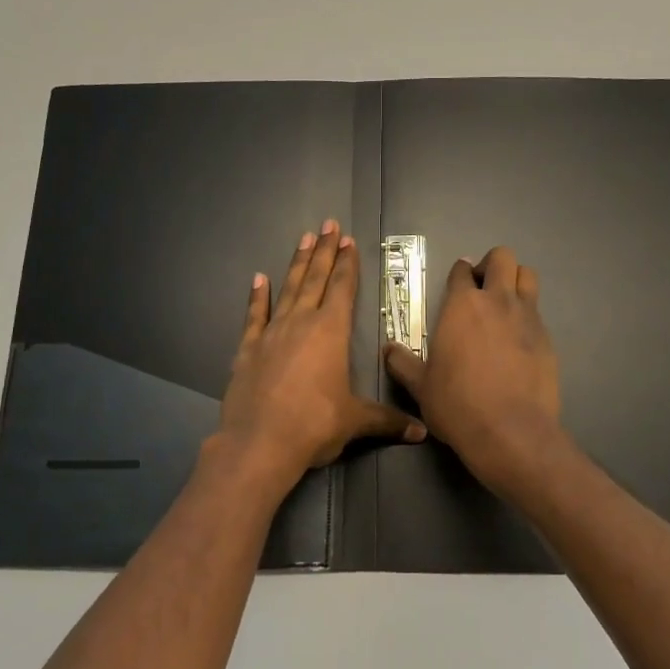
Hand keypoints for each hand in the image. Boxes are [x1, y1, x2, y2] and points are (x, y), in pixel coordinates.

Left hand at [218, 219, 424, 496]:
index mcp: (331, 332)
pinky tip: (258, 279)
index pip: (342, 288)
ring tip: (304, 238)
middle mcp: (301, 322)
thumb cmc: (314, 425)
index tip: (349, 240)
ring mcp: (272, 333)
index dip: (347, 264)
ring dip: (298, 263)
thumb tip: (422, 432)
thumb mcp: (355, 421)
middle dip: (325, 251)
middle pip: (316, 278)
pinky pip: (254, 315)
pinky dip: (257, 296)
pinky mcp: (247, 348)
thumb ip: (387, 421)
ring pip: (288, 289)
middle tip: (329, 224)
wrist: (258, 443)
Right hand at [384, 246, 566, 497]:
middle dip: (492, 264)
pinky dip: (527, 314)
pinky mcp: (547, 338)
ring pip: (527, 276)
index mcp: (462, 306)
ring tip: (504, 302)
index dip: (459, 272)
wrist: (510, 431)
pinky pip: (538, 311)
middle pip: (502, 258)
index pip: (462, 271)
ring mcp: (527, 317)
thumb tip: (388, 349)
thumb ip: (402, 363)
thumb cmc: (457, 404)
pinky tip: (518, 338)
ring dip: (515, 280)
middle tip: (482, 285)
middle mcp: (497, 301)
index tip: (458, 280)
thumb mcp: (420, 386)